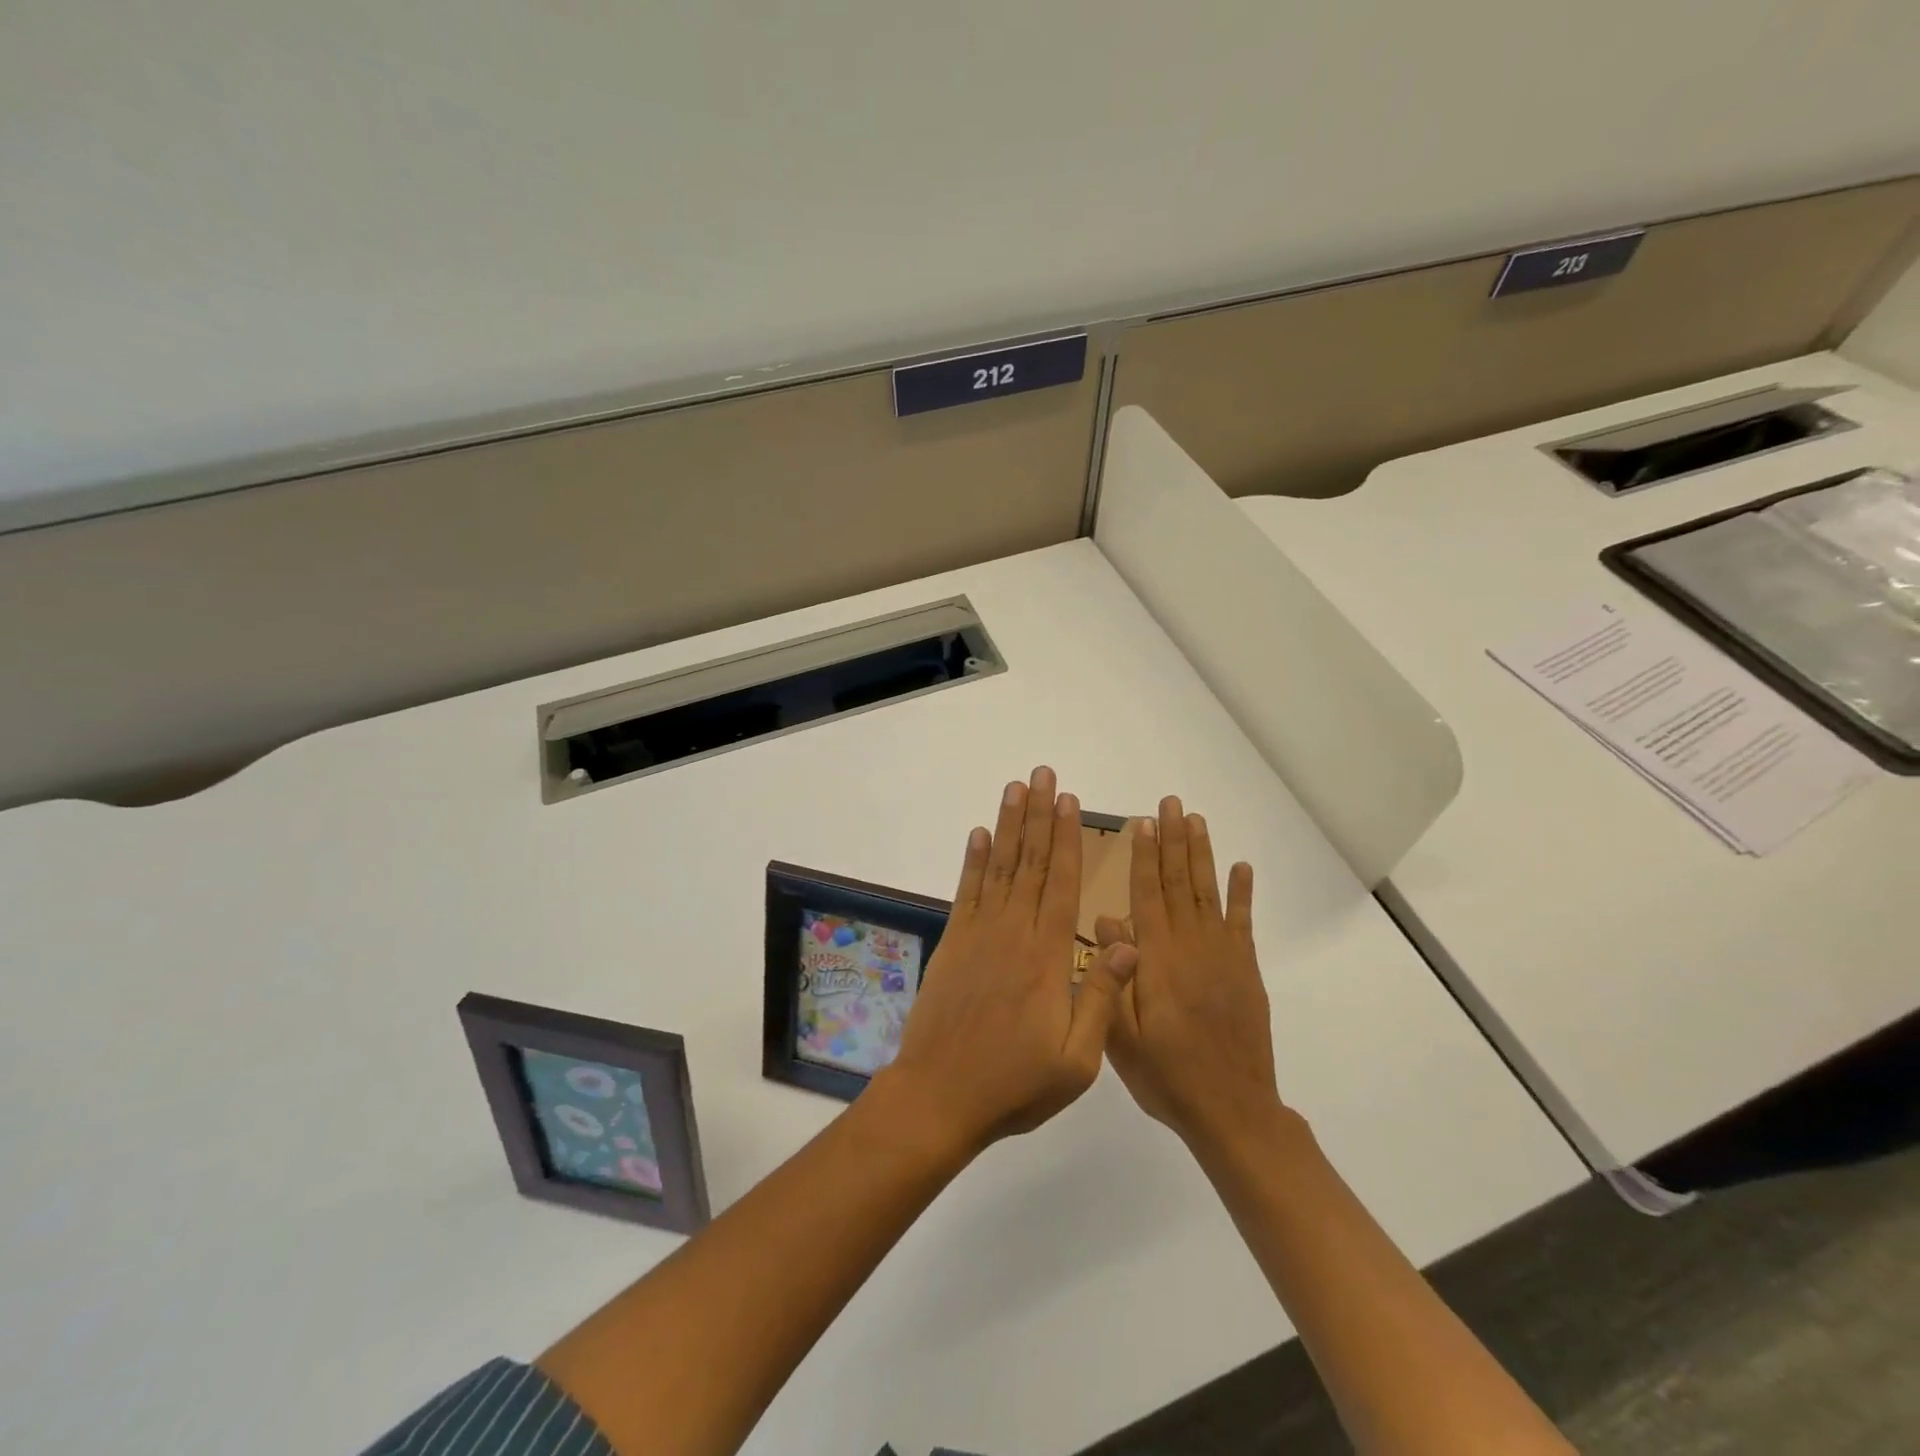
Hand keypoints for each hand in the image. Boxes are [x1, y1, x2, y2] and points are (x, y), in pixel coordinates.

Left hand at [885, 766, 1139, 1152]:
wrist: (940, 1097)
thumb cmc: (1014, 1084)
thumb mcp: (1076, 1059)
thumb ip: (1101, 996)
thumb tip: (1130, 942)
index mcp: (1048, 957)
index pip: (1063, 884)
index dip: (1067, 840)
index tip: (1069, 802)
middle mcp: (1014, 933)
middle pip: (1031, 863)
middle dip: (1039, 816)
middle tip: (1043, 775)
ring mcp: (979, 935)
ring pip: (1000, 868)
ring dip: (1008, 825)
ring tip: (1015, 788)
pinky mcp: (953, 944)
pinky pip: (966, 892)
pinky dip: (973, 860)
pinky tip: (979, 834)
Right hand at [1102, 796, 1282, 1152]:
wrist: (1232, 1111)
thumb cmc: (1167, 1076)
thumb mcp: (1122, 1036)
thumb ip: (1113, 975)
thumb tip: (1105, 920)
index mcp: (1157, 960)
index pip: (1146, 894)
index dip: (1143, 856)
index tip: (1142, 822)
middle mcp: (1191, 946)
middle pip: (1178, 882)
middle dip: (1173, 840)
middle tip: (1171, 803)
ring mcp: (1223, 956)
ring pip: (1208, 892)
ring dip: (1202, 854)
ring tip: (1196, 820)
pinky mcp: (1246, 970)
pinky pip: (1243, 922)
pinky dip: (1242, 893)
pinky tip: (1241, 867)